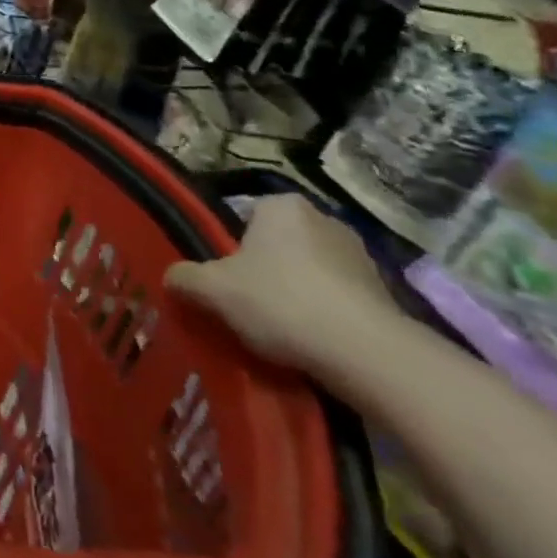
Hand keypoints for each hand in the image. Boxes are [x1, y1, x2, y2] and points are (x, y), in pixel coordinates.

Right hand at [164, 195, 399, 379]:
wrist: (365, 353)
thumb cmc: (281, 302)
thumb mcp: (213, 290)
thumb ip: (185, 278)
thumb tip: (171, 277)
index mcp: (281, 204)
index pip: (245, 218)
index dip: (232, 250)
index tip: (228, 282)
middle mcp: (323, 218)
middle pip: (279, 244)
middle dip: (266, 270)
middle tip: (249, 306)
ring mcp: (360, 255)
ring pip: (311, 272)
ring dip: (299, 294)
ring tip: (283, 332)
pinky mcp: (386, 292)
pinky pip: (341, 298)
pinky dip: (327, 315)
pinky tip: (315, 343)